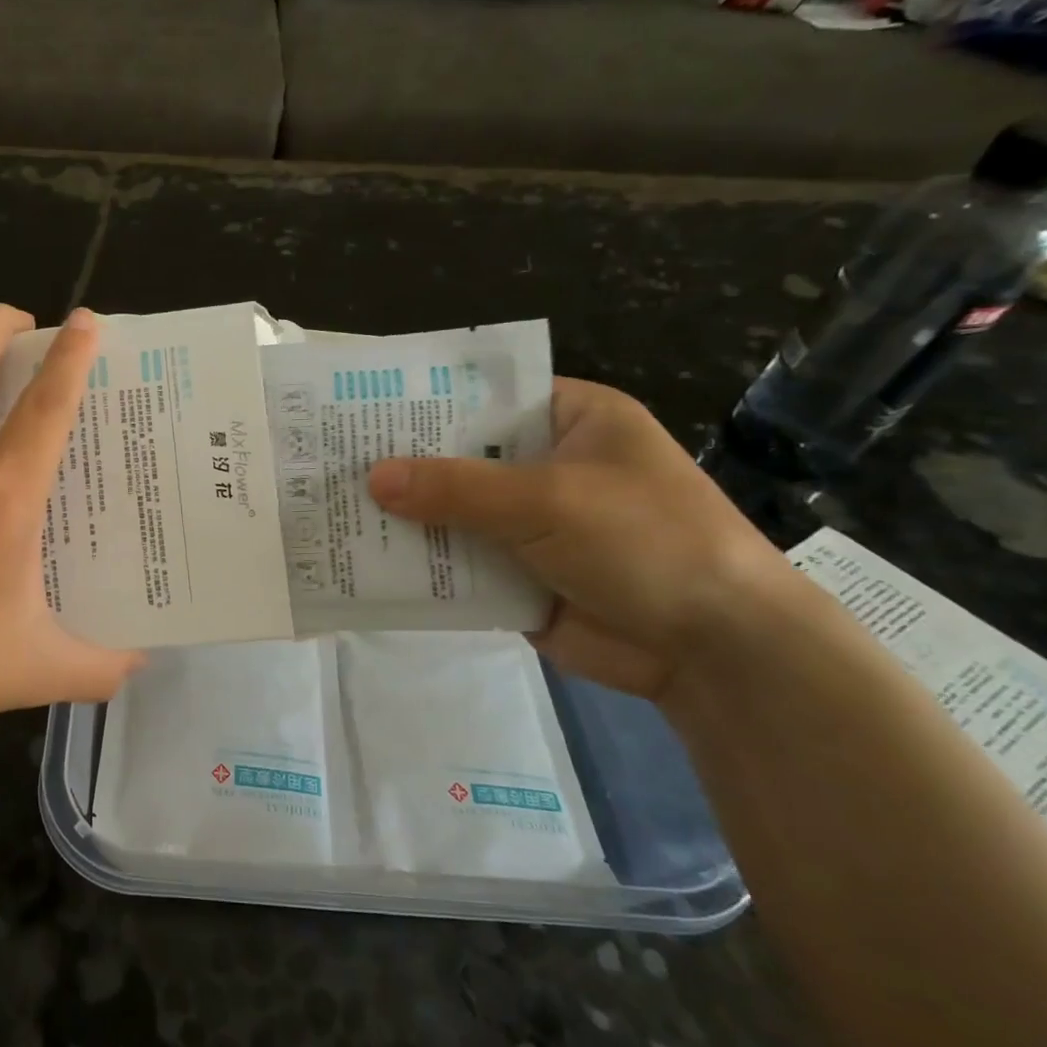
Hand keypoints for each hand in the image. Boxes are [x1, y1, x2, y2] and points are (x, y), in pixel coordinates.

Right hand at [367, 378, 791, 700]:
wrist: (715, 651)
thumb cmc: (645, 541)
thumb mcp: (547, 499)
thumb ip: (455, 488)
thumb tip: (372, 478)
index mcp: (570, 420)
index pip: (484, 395)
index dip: (424, 401)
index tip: (361, 407)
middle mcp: (545, 465)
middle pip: (459, 457)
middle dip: (403, 465)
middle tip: (331, 462)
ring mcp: (530, 525)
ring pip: (452, 513)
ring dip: (405, 518)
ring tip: (331, 510)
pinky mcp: (517, 576)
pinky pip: (457, 563)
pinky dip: (421, 565)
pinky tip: (363, 562)